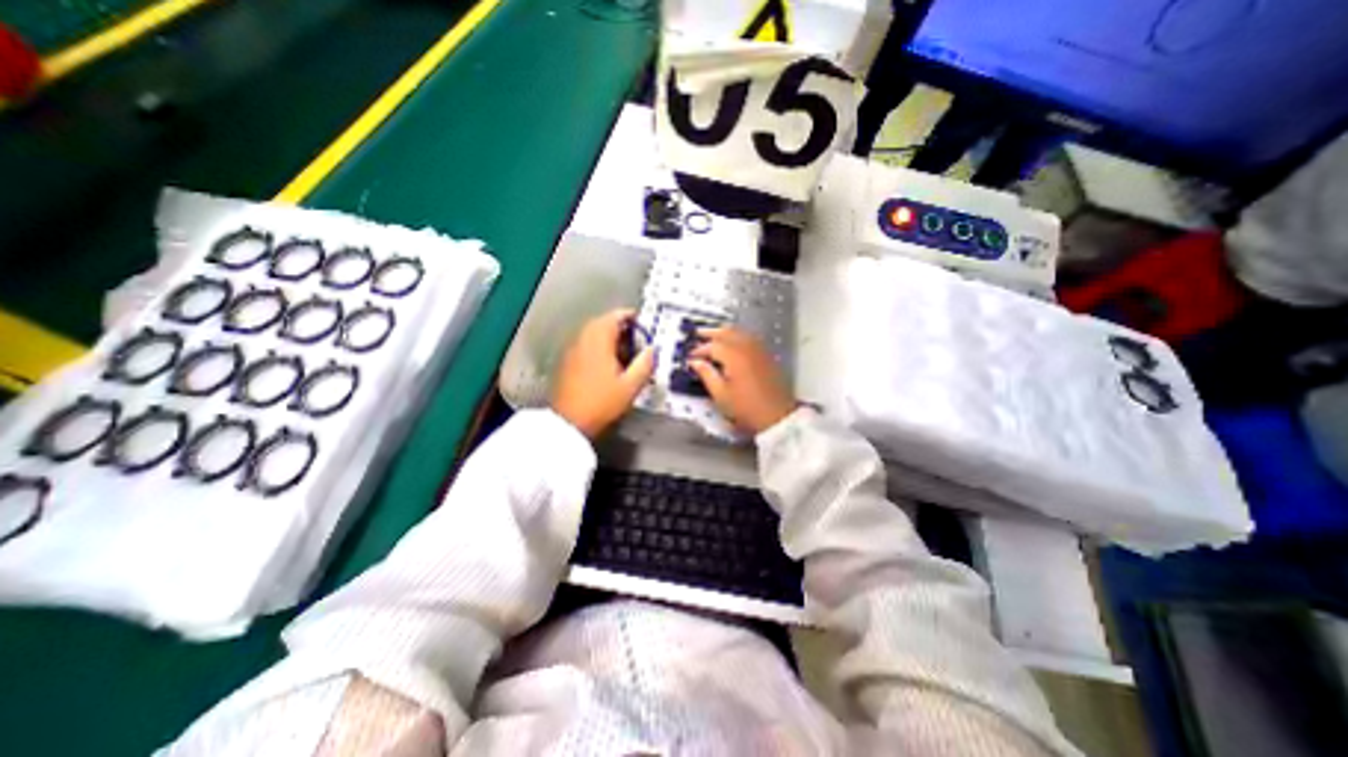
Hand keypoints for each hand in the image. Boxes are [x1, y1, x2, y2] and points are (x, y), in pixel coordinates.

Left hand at [548, 307, 653, 435]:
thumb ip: (645, 364)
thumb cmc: (602, 402)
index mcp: (599, 340)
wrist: (569, 422)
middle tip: (636, 338)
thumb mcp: (631, 386)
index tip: (643, 324)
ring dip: (609, 337)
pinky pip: (586, 345)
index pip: (615, 316)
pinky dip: (599, 346)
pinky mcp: (568, 362)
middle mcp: (583, 340)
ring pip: (593, 333)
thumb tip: (652, 350)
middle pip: (603, 322)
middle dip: (621, 327)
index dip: (631, 317)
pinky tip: (608, 364)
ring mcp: (573, 350)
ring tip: (624, 351)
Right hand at [690, 327, 793, 434]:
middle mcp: (747, 348)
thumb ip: (706, 374)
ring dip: (724, 332)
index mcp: (734, 356)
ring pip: (739, 332)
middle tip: (698, 334)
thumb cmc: (746, 408)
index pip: (712, 345)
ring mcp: (759, 350)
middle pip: (727, 332)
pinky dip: (737, 336)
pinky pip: (749, 338)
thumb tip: (695, 363)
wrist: (777, 417)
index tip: (690, 357)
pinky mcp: (766, 356)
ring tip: (713, 336)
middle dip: (711, 332)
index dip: (699, 349)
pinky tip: (733, 344)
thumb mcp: (720, 394)